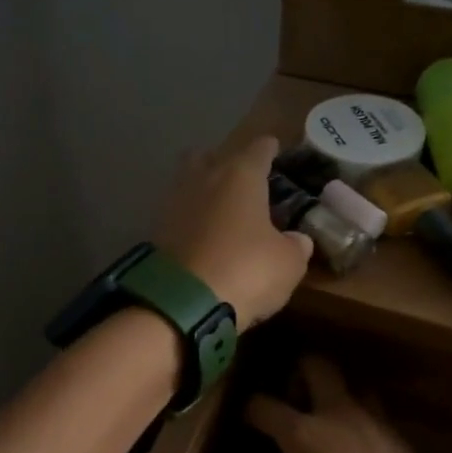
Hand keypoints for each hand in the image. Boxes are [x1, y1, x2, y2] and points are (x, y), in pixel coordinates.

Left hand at [155, 136, 312, 329]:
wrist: (182, 304)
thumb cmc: (245, 270)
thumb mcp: (288, 263)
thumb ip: (296, 246)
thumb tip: (297, 240)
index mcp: (240, 174)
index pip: (258, 149)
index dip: (269, 149)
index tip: (274, 149)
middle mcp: (203, 178)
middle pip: (211, 156)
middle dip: (225, 163)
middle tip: (241, 181)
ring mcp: (173, 202)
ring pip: (188, 182)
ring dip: (203, 190)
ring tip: (220, 209)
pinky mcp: (155, 230)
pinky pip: (177, 214)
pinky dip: (189, 220)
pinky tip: (201, 236)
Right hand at [244, 356, 445, 452]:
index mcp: (301, 434)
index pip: (263, 405)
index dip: (251, 408)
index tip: (248, 416)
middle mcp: (334, 413)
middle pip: (315, 364)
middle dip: (299, 369)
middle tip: (294, 392)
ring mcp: (370, 418)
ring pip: (351, 383)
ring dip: (336, 392)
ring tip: (329, 416)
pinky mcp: (397, 433)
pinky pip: (372, 412)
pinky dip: (359, 420)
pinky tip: (357, 444)